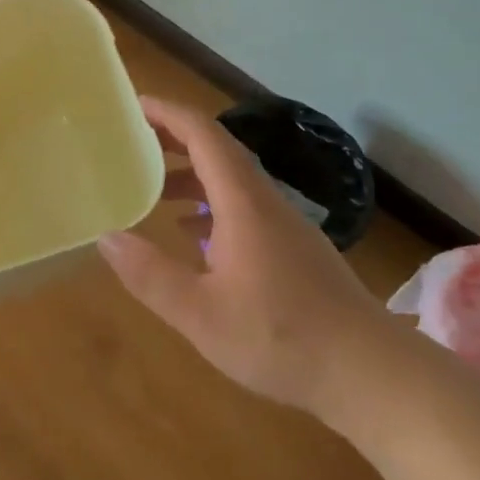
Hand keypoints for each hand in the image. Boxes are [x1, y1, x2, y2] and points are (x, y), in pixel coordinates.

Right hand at [98, 98, 400, 425]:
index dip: (166, 112)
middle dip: (171, 139)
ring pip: (229, 179)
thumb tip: (106, 236)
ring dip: (189, 175)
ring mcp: (283, 224)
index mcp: (242, 201)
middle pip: (216, 149)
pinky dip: (209, 205)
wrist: (372, 373)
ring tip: (150, 190)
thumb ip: (151, 275)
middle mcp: (263, 200)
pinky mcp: (292, 248)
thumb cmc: (282, 338)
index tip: (130, 106)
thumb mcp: (201, 315)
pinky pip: (242, 206)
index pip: (202, 133)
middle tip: (130, 144)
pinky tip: (190, 237)